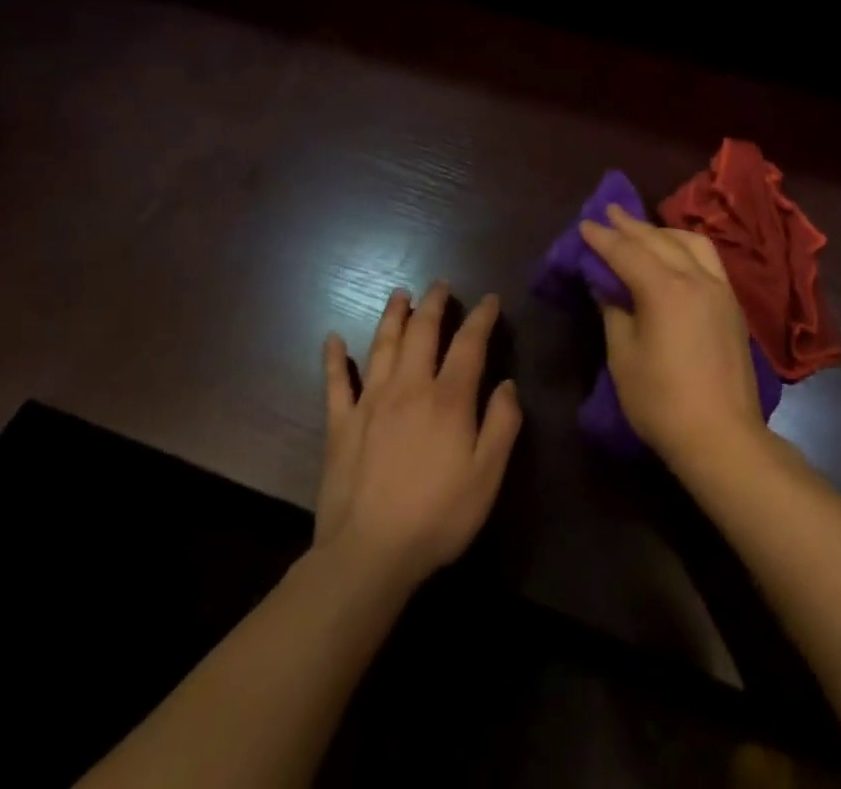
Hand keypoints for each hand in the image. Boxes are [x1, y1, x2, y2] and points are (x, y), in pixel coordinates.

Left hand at [314, 283, 521, 591]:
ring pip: (382, 345)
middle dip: (434, 303)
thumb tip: (507, 385)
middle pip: (422, 332)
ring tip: (400, 294)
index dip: (482, 317)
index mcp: (448, 398)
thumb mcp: (488, 476)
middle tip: (441, 285)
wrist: (368, 555)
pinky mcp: (340, 425)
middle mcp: (409, 387)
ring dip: (393, 316)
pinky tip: (333, 339)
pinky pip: (336, 383)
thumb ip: (502, 425)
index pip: (469, 343)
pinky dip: (334, 358)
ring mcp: (370, 403)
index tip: (490, 300)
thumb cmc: (437, 516)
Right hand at [578, 204, 767, 470]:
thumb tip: (604, 283)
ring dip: (663, 231)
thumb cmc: (662, 401)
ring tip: (642, 231)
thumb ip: (614, 312)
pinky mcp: (732, 304)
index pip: (627, 252)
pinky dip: (686, 246)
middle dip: (631, 225)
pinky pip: (708, 258)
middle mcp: (696, 278)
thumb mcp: (624, 357)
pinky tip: (676, 254)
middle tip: (609, 211)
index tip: (585, 224)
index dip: (603, 238)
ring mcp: (720, 288)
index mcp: (665, 289)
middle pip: (659, 240)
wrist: (722, 436)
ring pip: (691, 242)